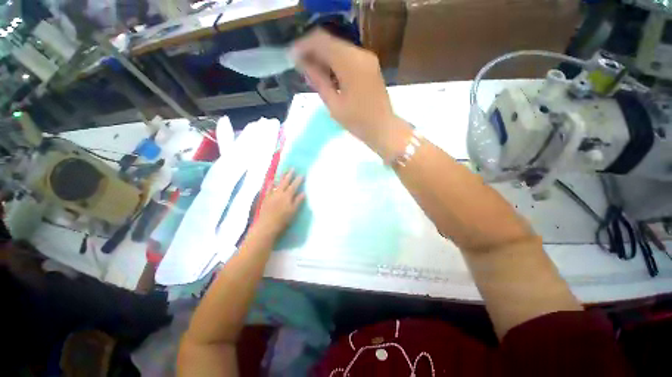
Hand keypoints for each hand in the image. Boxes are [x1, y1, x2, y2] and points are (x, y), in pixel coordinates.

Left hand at [255, 170, 304, 237]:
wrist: (267, 225)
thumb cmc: (283, 220)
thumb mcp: (293, 211)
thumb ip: (298, 201)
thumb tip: (303, 193)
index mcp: (287, 196)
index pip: (294, 186)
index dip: (298, 180)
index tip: (302, 174)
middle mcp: (279, 193)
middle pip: (285, 182)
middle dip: (289, 175)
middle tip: (292, 168)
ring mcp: (272, 195)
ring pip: (277, 184)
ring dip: (281, 177)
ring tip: (283, 171)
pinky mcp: (266, 198)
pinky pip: (268, 189)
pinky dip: (270, 184)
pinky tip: (271, 181)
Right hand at [293, 30, 410, 160]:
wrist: (383, 128)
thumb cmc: (358, 122)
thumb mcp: (334, 104)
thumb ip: (318, 81)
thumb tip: (303, 64)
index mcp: (350, 63)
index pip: (321, 41)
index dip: (304, 46)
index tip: (292, 57)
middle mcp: (360, 54)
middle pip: (330, 41)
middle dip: (312, 50)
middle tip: (300, 66)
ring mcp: (367, 59)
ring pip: (339, 48)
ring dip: (323, 56)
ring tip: (311, 71)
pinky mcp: (370, 66)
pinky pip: (348, 57)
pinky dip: (335, 62)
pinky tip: (327, 74)